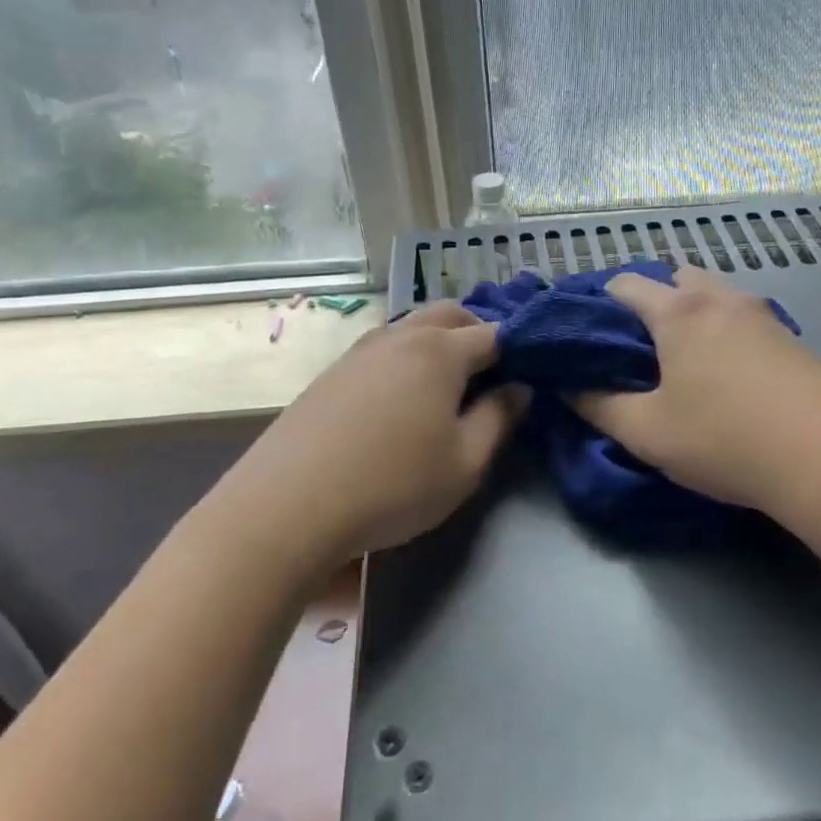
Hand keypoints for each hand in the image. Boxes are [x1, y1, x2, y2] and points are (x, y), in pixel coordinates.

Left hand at [225, 302, 526, 568]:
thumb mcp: (464, 463)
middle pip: (451, 315)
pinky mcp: (333, 371)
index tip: (532, 374)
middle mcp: (401, 336)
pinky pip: (384, 347)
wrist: (288, 505)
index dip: (519, 350)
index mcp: (440, 351)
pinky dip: (406, 357)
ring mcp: (361, 350)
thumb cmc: (392, 485)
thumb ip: (499, 419)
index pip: (494, 334)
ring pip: (412, 327)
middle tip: (492, 375)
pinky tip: (401, 398)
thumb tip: (519, 388)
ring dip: (439, 342)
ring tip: (448, 386)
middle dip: (478, 334)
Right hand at [573, 265, 820, 512]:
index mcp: (679, 311)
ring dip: (692, 314)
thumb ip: (598, 406)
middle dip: (651, 302)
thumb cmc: (725, 439)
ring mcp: (762, 315)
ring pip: (714, 296)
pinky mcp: (791, 338)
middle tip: (639, 349)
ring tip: (684, 362)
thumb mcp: (647, 432)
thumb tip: (569, 387)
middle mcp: (720, 298)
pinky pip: (743, 318)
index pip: (625, 284)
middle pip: (675, 278)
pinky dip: (724, 331)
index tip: (589, 336)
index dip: (600, 303)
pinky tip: (728, 374)